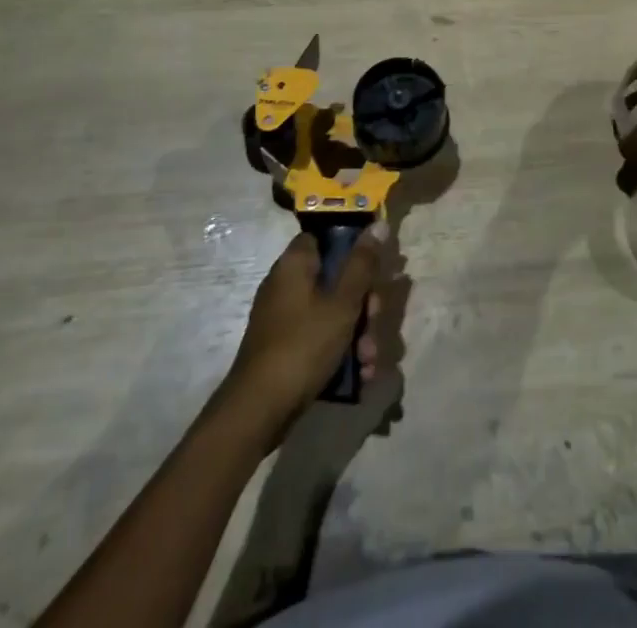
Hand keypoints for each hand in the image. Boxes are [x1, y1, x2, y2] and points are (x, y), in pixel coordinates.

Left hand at [228, 227, 384, 417]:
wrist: (258, 412)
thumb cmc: (303, 345)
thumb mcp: (342, 302)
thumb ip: (362, 264)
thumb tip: (378, 224)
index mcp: (294, 265)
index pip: (324, 237)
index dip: (352, 245)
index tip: (374, 262)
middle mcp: (286, 285)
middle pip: (335, 278)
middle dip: (363, 302)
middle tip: (375, 319)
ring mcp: (284, 319)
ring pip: (332, 311)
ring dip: (358, 332)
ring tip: (369, 358)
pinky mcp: (286, 348)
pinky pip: (320, 337)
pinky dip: (340, 350)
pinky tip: (360, 373)